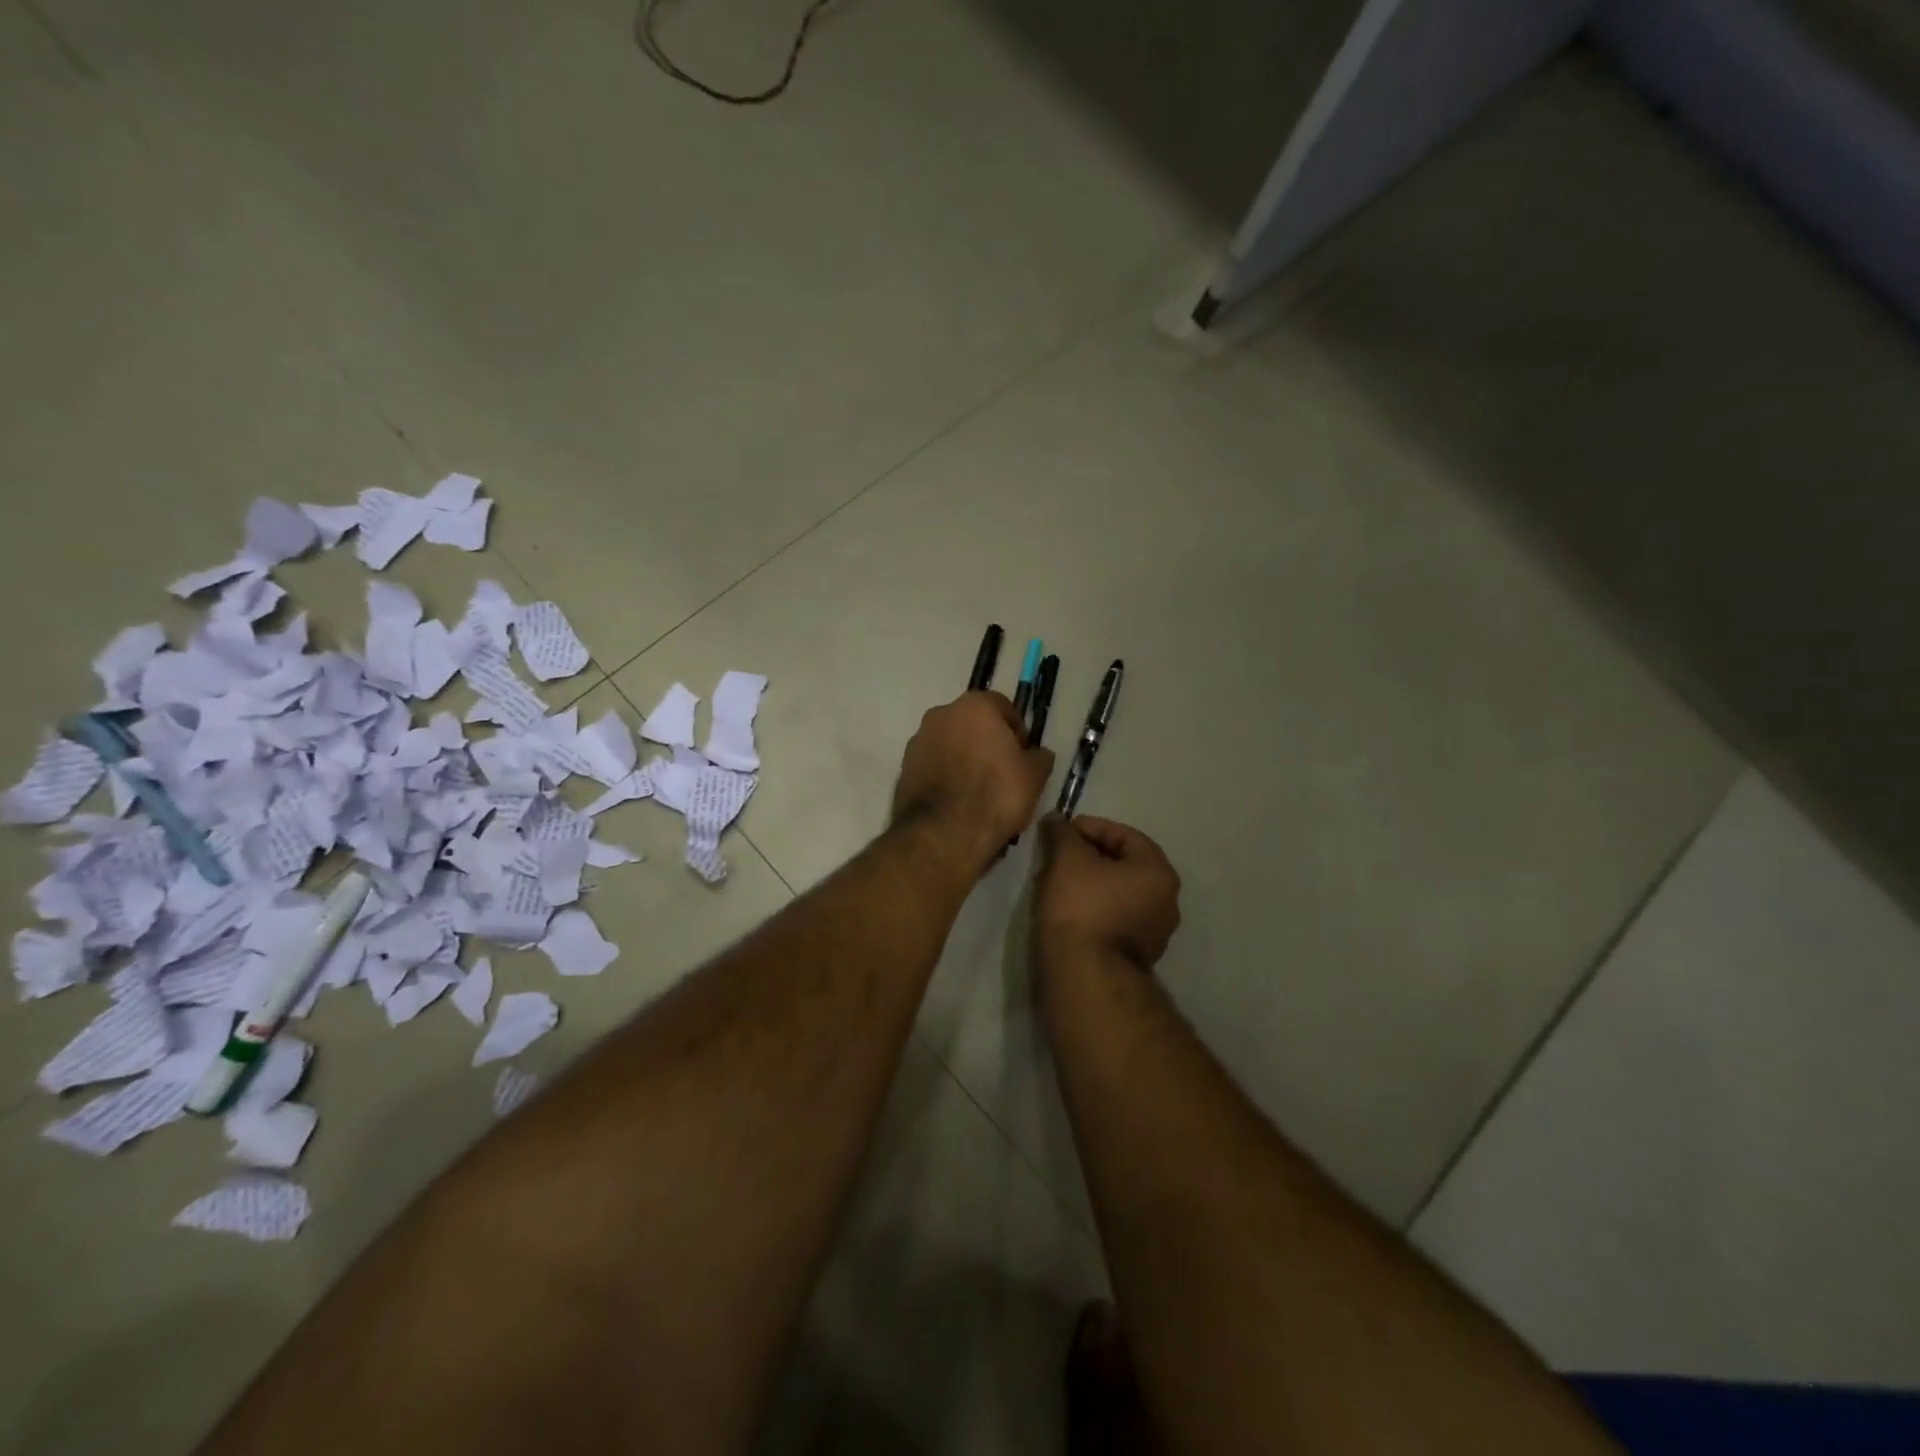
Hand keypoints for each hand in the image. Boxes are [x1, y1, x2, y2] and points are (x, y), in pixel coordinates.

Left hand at [892, 692, 1054, 870]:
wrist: (943, 833)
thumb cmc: (995, 794)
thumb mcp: (1034, 776)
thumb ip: (1039, 757)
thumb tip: (1037, 754)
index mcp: (975, 706)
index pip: (1002, 707)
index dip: (1017, 730)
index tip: (1023, 755)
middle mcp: (941, 714)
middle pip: (972, 723)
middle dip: (987, 742)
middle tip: (1002, 771)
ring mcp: (918, 740)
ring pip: (950, 743)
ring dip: (963, 758)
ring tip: (978, 790)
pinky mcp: (903, 768)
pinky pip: (933, 764)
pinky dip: (945, 775)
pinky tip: (957, 800)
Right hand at [1034, 814, 1181, 971]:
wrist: (1084, 976)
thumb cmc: (1081, 907)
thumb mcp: (1067, 859)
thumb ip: (1063, 833)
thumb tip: (1056, 820)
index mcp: (1158, 872)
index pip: (1124, 835)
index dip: (1090, 827)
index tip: (1061, 831)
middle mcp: (1166, 901)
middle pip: (1124, 865)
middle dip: (1090, 856)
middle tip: (1058, 854)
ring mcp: (1154, 934)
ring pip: (1119, 894)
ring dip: (1091, 884)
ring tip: (1058, 882)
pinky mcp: (1136, 957)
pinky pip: (1114, 919)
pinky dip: (1094, 908)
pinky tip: (1068, 910)